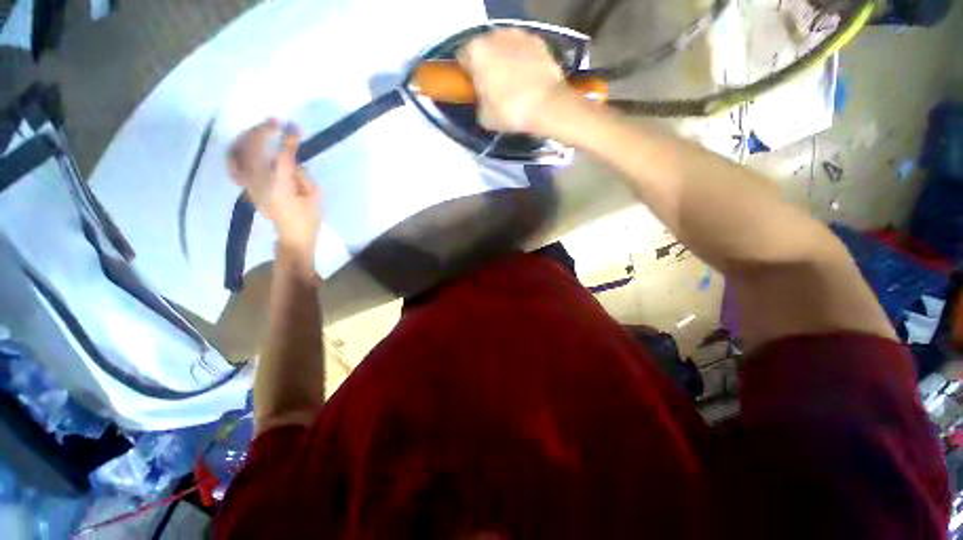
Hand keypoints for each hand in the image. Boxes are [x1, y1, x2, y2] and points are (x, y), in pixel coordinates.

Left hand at [228, 120, 320, 262]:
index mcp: (280, 186)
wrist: (293, 236)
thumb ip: (301, 173)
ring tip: (259, 130)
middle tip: (276, 122)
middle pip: (252, 149)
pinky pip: (232, 164)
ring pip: (236, 153)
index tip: (295, 127)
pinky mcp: (245, 187)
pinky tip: (245, 145)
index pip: (281, 155)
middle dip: (263, 131)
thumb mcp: (315, 195)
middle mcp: (259, 182)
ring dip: (246, 137)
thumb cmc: (309, 217)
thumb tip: (289, 158)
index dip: (288, 138)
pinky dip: (236, 151)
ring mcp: (248, 184)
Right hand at [457, 29, 568, 135]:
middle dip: (486, 64)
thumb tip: (483, 100)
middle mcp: (495, 36)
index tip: (474, 88)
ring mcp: (518, 35)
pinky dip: (523, 59)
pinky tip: (528, 77)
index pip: (462, 58)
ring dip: (504, 59)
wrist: (546, 105)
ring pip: (504, 46)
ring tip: (513, 82)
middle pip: (484, 48)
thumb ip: (478, 103)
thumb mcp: (484, 118)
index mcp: (476, 52)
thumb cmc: (509, 111)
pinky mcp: (538, 41)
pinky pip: (524, 49)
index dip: (467, 74)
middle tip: (493, 86)